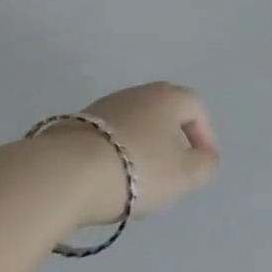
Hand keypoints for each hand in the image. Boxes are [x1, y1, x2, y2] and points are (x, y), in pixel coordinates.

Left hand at [36, 82, 221, 226]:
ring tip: (137, 179)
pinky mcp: (75, 125)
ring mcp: (104, 106)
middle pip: (164, 112)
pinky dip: (114, 153)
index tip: (201, 164)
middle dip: (172, 138)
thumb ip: (205, 166)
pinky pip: (107, 136)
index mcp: (169, 97)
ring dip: (141, 145)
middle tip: (172, 168)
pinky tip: (108, 178)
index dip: (204, 136)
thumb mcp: (184, 175)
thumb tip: (207, 158)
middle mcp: (139, 93)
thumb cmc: (137, 169)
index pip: (196, 108)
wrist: (64, 174)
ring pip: (134, 123)